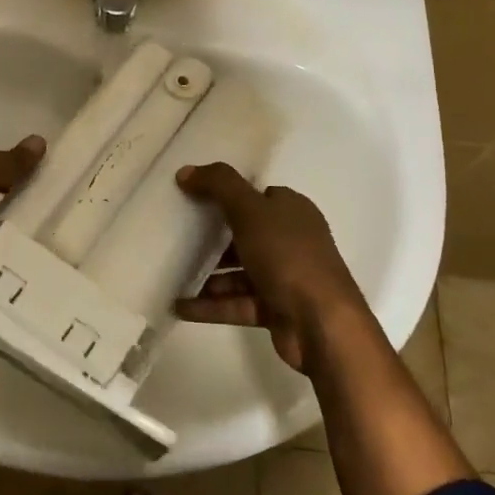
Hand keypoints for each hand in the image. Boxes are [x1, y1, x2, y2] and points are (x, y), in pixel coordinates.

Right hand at [174, 163, 368, 373]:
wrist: (322, 324)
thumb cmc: (288, 257)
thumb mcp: (250, 211)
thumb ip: (219, 186)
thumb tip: (185, 171)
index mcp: (292, 211)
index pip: (258, 196)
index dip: (228, 195)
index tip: (193, 198)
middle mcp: (291, 241)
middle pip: (246, 234)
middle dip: (212, 237)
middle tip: (177, 236)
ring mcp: (284, 277)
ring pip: (239, 271)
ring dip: (208, 275)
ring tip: (171, 275)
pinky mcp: (275, 309)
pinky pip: (236, 303)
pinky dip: (210, 305)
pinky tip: (180, 306)